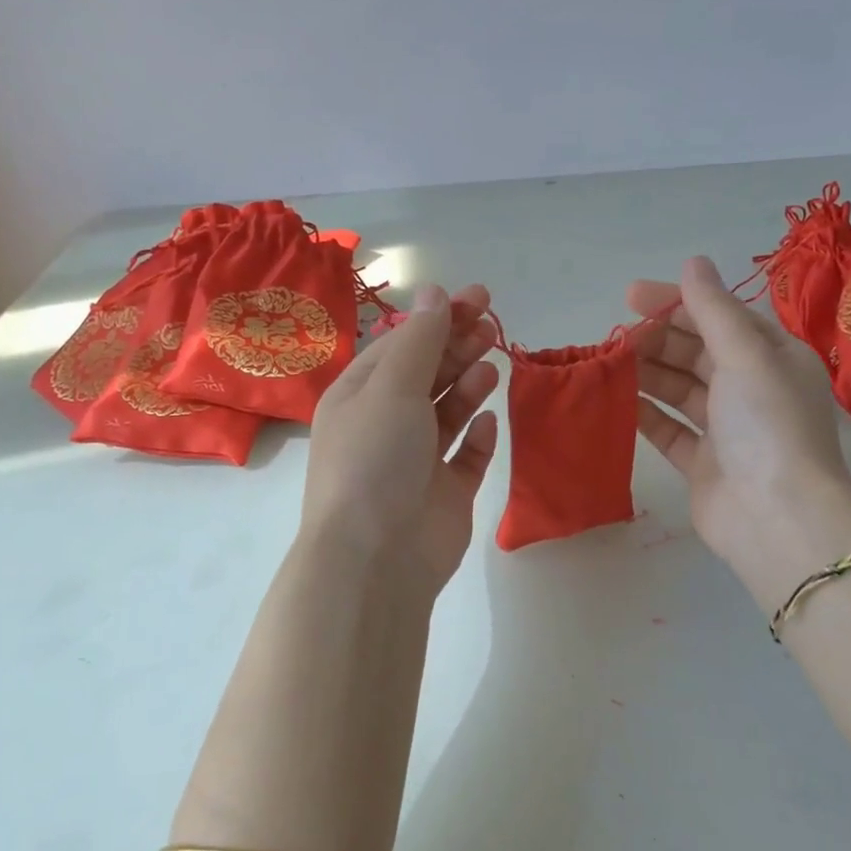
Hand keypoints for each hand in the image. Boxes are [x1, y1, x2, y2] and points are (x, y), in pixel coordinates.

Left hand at [302, 283, 499, 595]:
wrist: (377, 558)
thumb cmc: (375, 459)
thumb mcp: (393, 388)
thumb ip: (420, 340)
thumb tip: (433, 291)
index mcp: (360, 396)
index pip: (402, 345)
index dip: (439, 318)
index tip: (479, 298)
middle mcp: (385, 424)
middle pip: (426, 375)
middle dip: (458, 347)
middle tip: (491, 328)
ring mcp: (415, 461)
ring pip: (447, 412)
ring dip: (468, 386)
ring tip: (489, 368)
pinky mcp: (444, 493)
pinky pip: (465, 457)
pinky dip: (477, 437)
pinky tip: (488, 422)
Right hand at [629, 257, 850, 603]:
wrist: (777, 518)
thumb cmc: (767, 425)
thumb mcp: (745, 355)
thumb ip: (713, 309)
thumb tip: (693, 261)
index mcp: (772, 357)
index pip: (720, 317)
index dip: (677, 302)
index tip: (630, 296)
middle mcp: (751, 389)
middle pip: (696, 352)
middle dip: (656, 340)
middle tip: (614, 337)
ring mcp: (727, 429)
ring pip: (679, 390)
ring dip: (646, 374)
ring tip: (607, 364)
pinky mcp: (703, 464)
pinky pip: (669, 430)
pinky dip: (645, 414)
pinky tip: (615, 402)